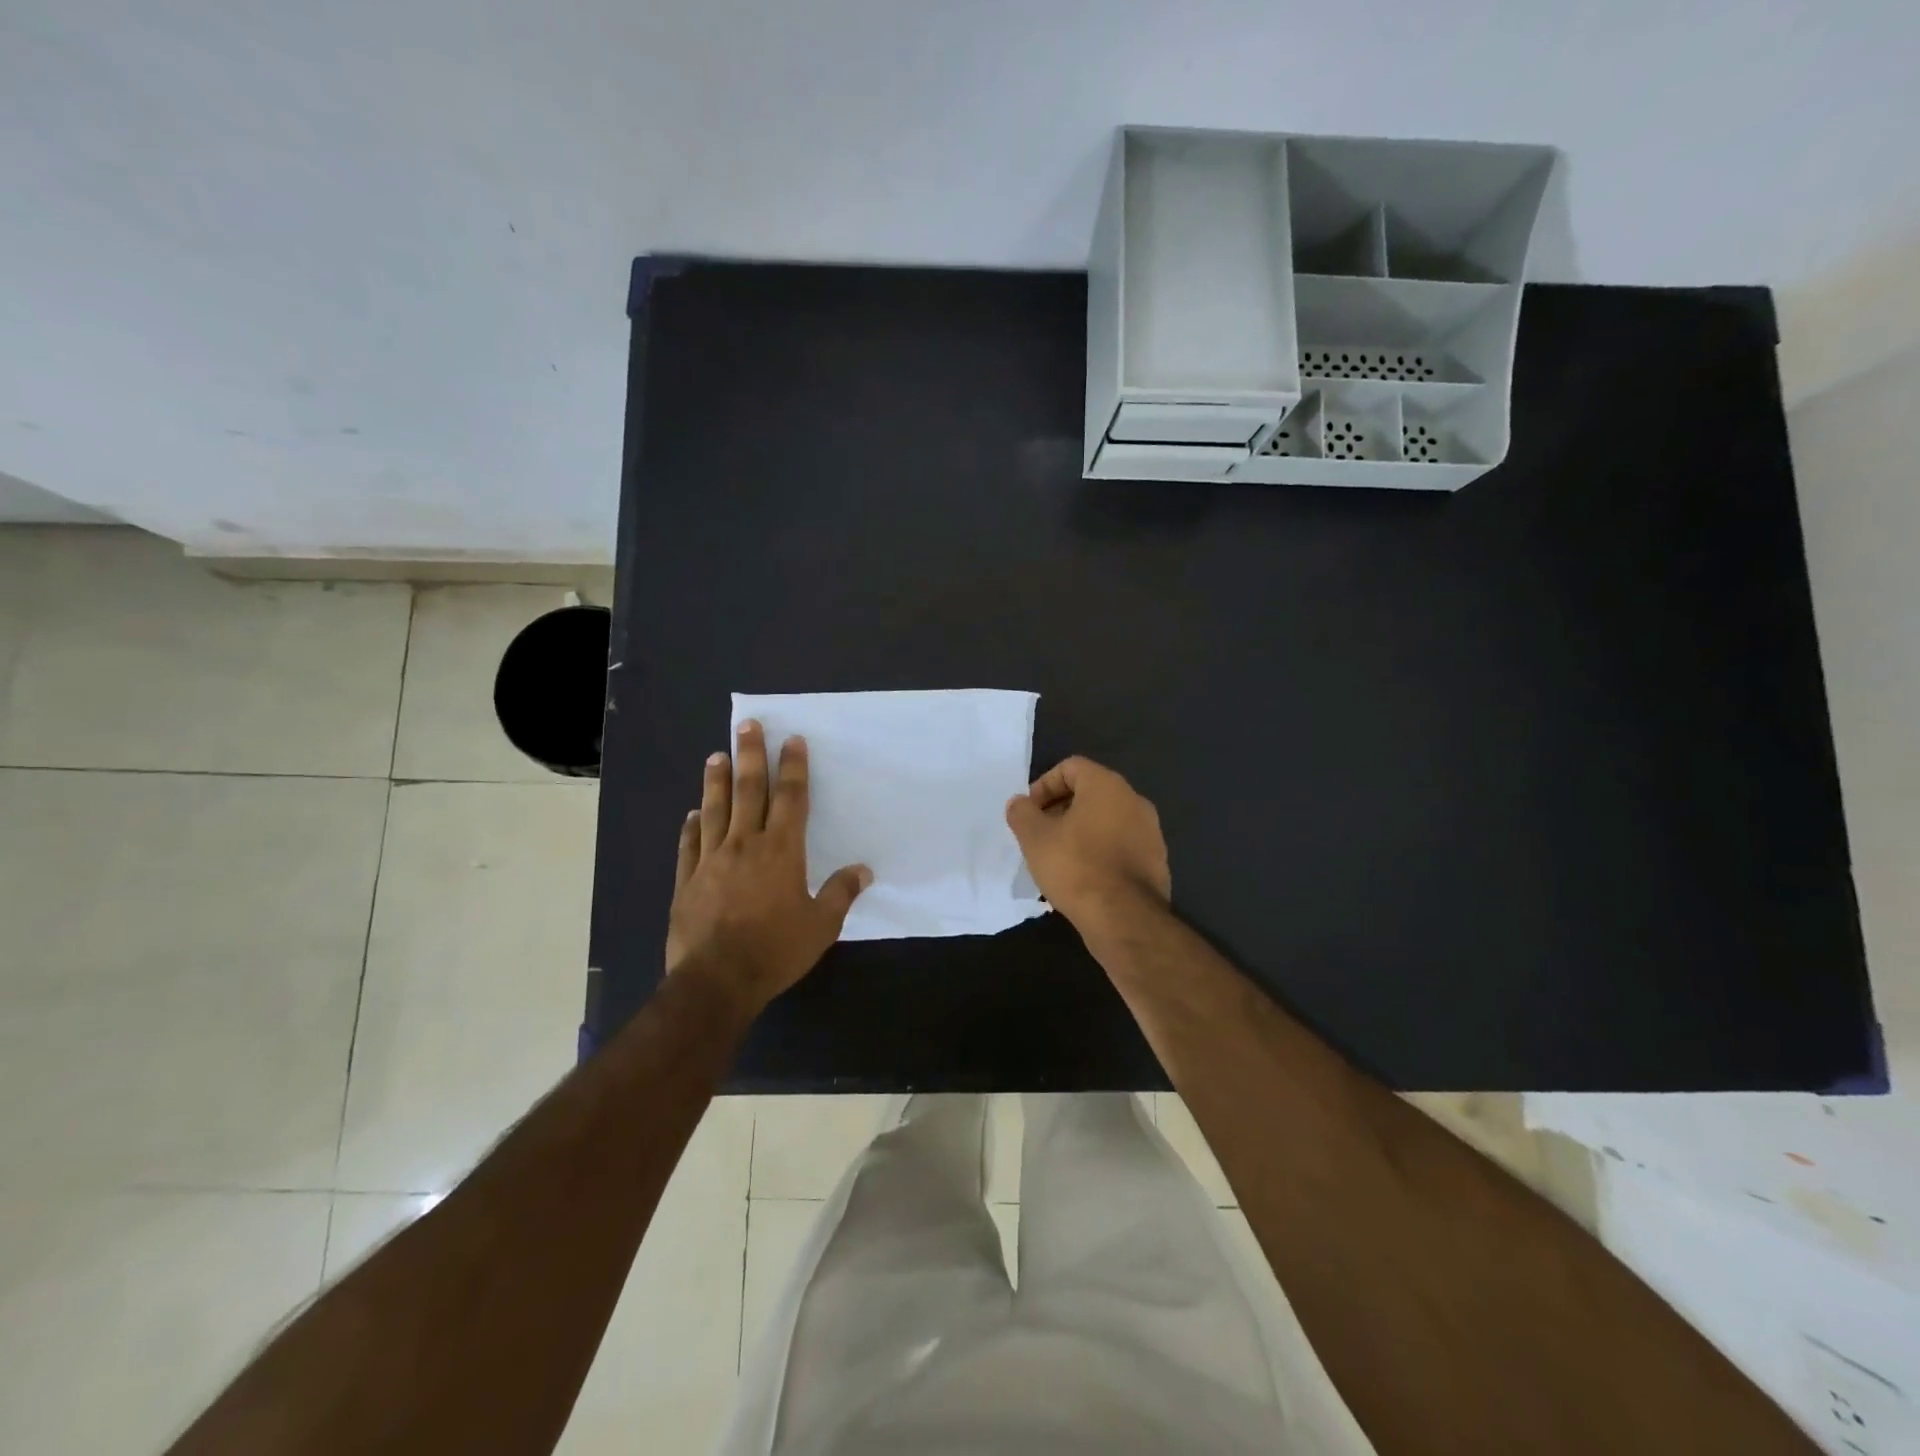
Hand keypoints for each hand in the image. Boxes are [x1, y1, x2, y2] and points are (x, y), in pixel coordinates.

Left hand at [665, 720, 871, 1013]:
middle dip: (750, 755)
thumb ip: (841, 893)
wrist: (716, 980)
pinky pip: (690, 845)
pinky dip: (692, 826)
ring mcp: (711, 860)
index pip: (790, 798)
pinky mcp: (687, 880)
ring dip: (717, 781)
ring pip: (716, 810)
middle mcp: (745, 845)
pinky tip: (692, 814)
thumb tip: (864, 870)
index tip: (792, 740)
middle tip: (746, 725)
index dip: (793, 767)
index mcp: (782, 851)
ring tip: (717, 755)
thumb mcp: (821, 926)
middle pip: (749, 791)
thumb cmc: (775, 950)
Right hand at [1005, 756, 1170, 932]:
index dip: (1044, 785)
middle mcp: (1134, 800)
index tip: (1030, 812)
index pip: (1070, 767)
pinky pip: (1120, 845)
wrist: (1124, 918)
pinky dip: (1100, 852)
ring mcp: (1150, 831)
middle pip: (1090, 792)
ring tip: (1058, 859)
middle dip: (1060, 809)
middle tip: (1040, 835)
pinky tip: (1083, 878)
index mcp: (1107, 785)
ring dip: (1080, 832)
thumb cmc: (1075, 867)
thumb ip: (1022, 813)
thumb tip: (1020, 803)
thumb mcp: (1034, 838)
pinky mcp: (1155, 860)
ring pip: (1106, 820)